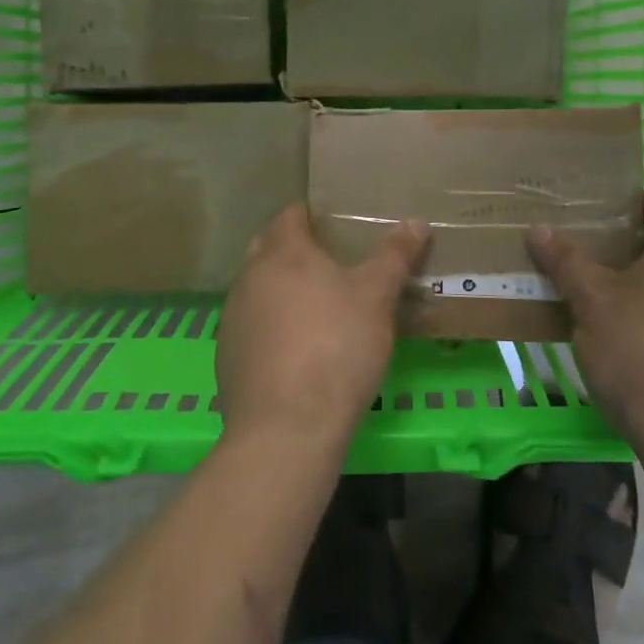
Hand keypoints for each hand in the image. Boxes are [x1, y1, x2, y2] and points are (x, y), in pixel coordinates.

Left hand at [217, 205, 429, 450]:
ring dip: (283, 291)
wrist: (287, 429)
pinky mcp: (227, 357)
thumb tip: (416, 222)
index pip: (291, 214)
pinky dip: (273, 329)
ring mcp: (233, 318)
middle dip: (297, 251)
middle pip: (270, 248)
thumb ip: (394, 256)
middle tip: (334, 265)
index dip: (314, 215)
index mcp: (282, 252)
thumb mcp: (377, 297)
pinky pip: (253, 328)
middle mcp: (249, 277)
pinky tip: (299, 353)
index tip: (340, 226)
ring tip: (320, 310)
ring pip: (259, 289)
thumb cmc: (336, 346)